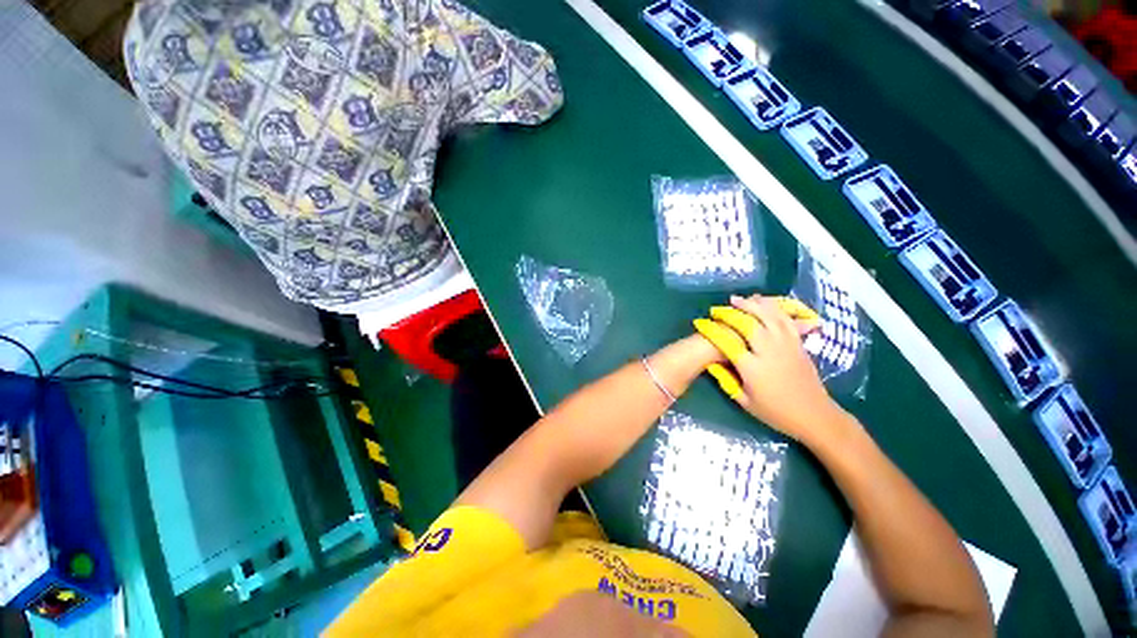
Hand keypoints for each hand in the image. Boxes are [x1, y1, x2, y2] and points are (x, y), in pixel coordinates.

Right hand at [694, 295, 845, 443]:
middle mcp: (768, 351)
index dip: (711, 330)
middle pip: (747, 323)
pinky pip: (784, 319)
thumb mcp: (745, 401)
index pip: (726, 342)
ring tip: (737, 300)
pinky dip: (772, 308)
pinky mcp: (797, 343)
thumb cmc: (776, 412)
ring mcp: (785, 345)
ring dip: (750, 305)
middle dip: (729, 313)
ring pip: (767, 316)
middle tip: (716, 310)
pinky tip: (763, 303)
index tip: (700, 323)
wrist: (815, 416)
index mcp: (752, 368)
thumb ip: (727, 380)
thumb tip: (712, 363)